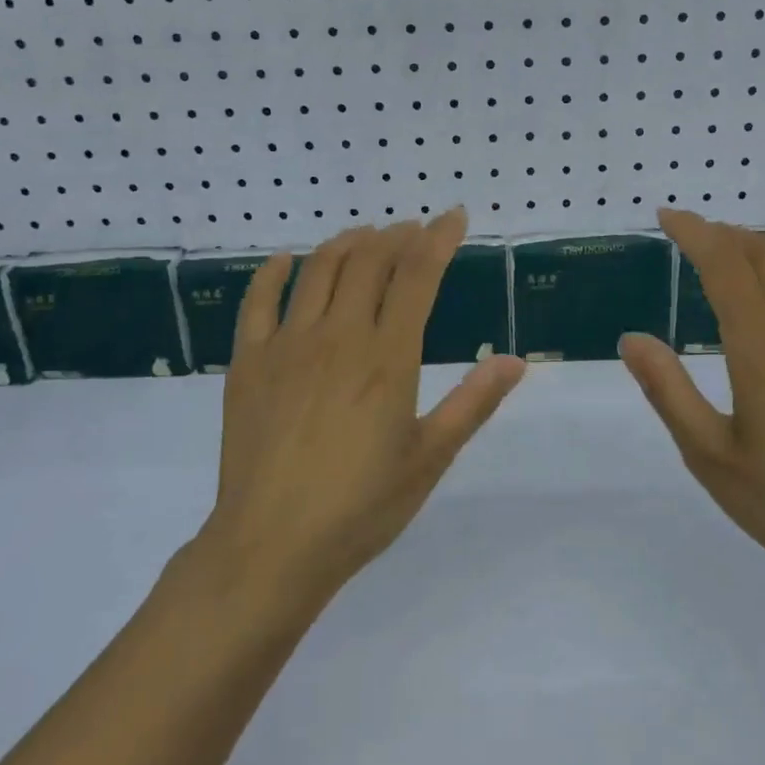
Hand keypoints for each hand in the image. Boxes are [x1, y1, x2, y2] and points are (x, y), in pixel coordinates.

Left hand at [207, 211, 525, 599]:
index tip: (454, 218)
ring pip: (318, 270)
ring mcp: (286, 345)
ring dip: (346, 243)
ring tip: (365, 236)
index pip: (417, 276)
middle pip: (368, 262)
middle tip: (412, 230)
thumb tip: (516, 361)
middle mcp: (337, 336)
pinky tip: (287, 262)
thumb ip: (472, 404)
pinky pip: (258, 301)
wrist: (271, 546)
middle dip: (396, 236)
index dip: (438, 239)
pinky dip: (274, 273)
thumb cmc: (361, 507)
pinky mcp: (248, 362)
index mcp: (387, 358)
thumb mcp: (429, 459)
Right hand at [619, 209, 764, 591]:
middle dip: (726, 235)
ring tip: (731, 271)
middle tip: (693, 238)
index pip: (725, 266)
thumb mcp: (707, 453)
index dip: (694, 232)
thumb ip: (667, 390)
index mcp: (762, 350)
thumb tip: (633, 338)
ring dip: (760, 259)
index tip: (667, 218)